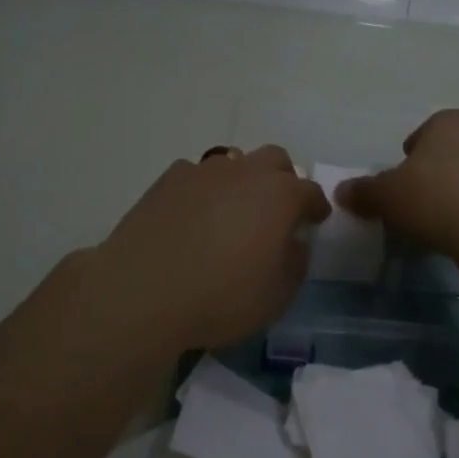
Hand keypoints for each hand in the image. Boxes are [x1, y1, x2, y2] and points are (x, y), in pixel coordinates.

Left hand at [90, 145, 330, 350]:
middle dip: (282, 180)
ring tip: (232, 214)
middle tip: (276, 211)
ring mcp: (203, 171)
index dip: (315, 206)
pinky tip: (192, 217)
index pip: (309, 191)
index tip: (315, 221)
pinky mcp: (168, 179)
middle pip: (274, 160)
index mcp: (279, 195)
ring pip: (234, 162)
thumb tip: (293, 243)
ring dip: (242, 181)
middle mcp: (244, 171)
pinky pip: (196, 175)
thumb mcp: (277, 295)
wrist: (142, 291)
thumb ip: (295, 263)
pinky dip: (203, 191)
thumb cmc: (221, 297)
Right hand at [335, 110, 458, 261]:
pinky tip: (457, 234)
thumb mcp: (385, 195)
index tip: (399, 183)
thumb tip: (341, 192)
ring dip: (450, 195)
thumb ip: (363, 191)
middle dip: (429, 176)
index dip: (406, 158)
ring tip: (433, 224)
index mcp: (448, 122)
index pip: (421, 134)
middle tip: (412, 203)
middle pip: (444, 155)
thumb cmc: (435, 198)